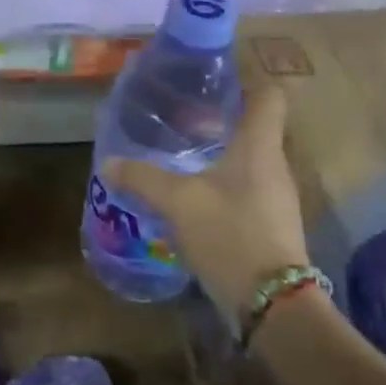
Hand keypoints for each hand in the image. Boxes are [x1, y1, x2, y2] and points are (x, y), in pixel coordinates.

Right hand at [104, 83, 307, 314]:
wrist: (272, 302)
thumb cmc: (229, 233)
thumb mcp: (177, 202)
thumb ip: (142, 177)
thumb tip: (109, 162)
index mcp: (259, 146)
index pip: (268, 96)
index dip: (245, 82)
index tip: (212, 82)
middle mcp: (274, 165)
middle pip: (255, 127)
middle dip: (220, 119)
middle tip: (181, 118)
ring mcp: (276, 197)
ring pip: (249, 160)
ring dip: (220, 153)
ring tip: (182, 154)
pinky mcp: (270, 224)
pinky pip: (246, 189)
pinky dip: (223, 184)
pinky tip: (193, 196)